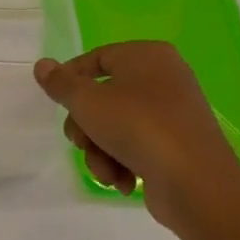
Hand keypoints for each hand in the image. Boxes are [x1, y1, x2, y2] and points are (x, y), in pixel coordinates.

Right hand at [34, 42, 239, 228]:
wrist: (197, 184)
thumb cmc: (138, 127)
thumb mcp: (88, 102)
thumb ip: (61, 83)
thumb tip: (42, 65)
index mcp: (147, 56)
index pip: (97, 59)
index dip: (72, 80)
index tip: (57, 103)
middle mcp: (165, 78)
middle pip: (105, 96)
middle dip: (86, 125)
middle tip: (80, 142)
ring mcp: (174, 114)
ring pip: (118, 126)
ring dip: (101, 150)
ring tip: (106, 171)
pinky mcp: (178, 147)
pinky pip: (139, 147)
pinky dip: (124, 163)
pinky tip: (123, 181)